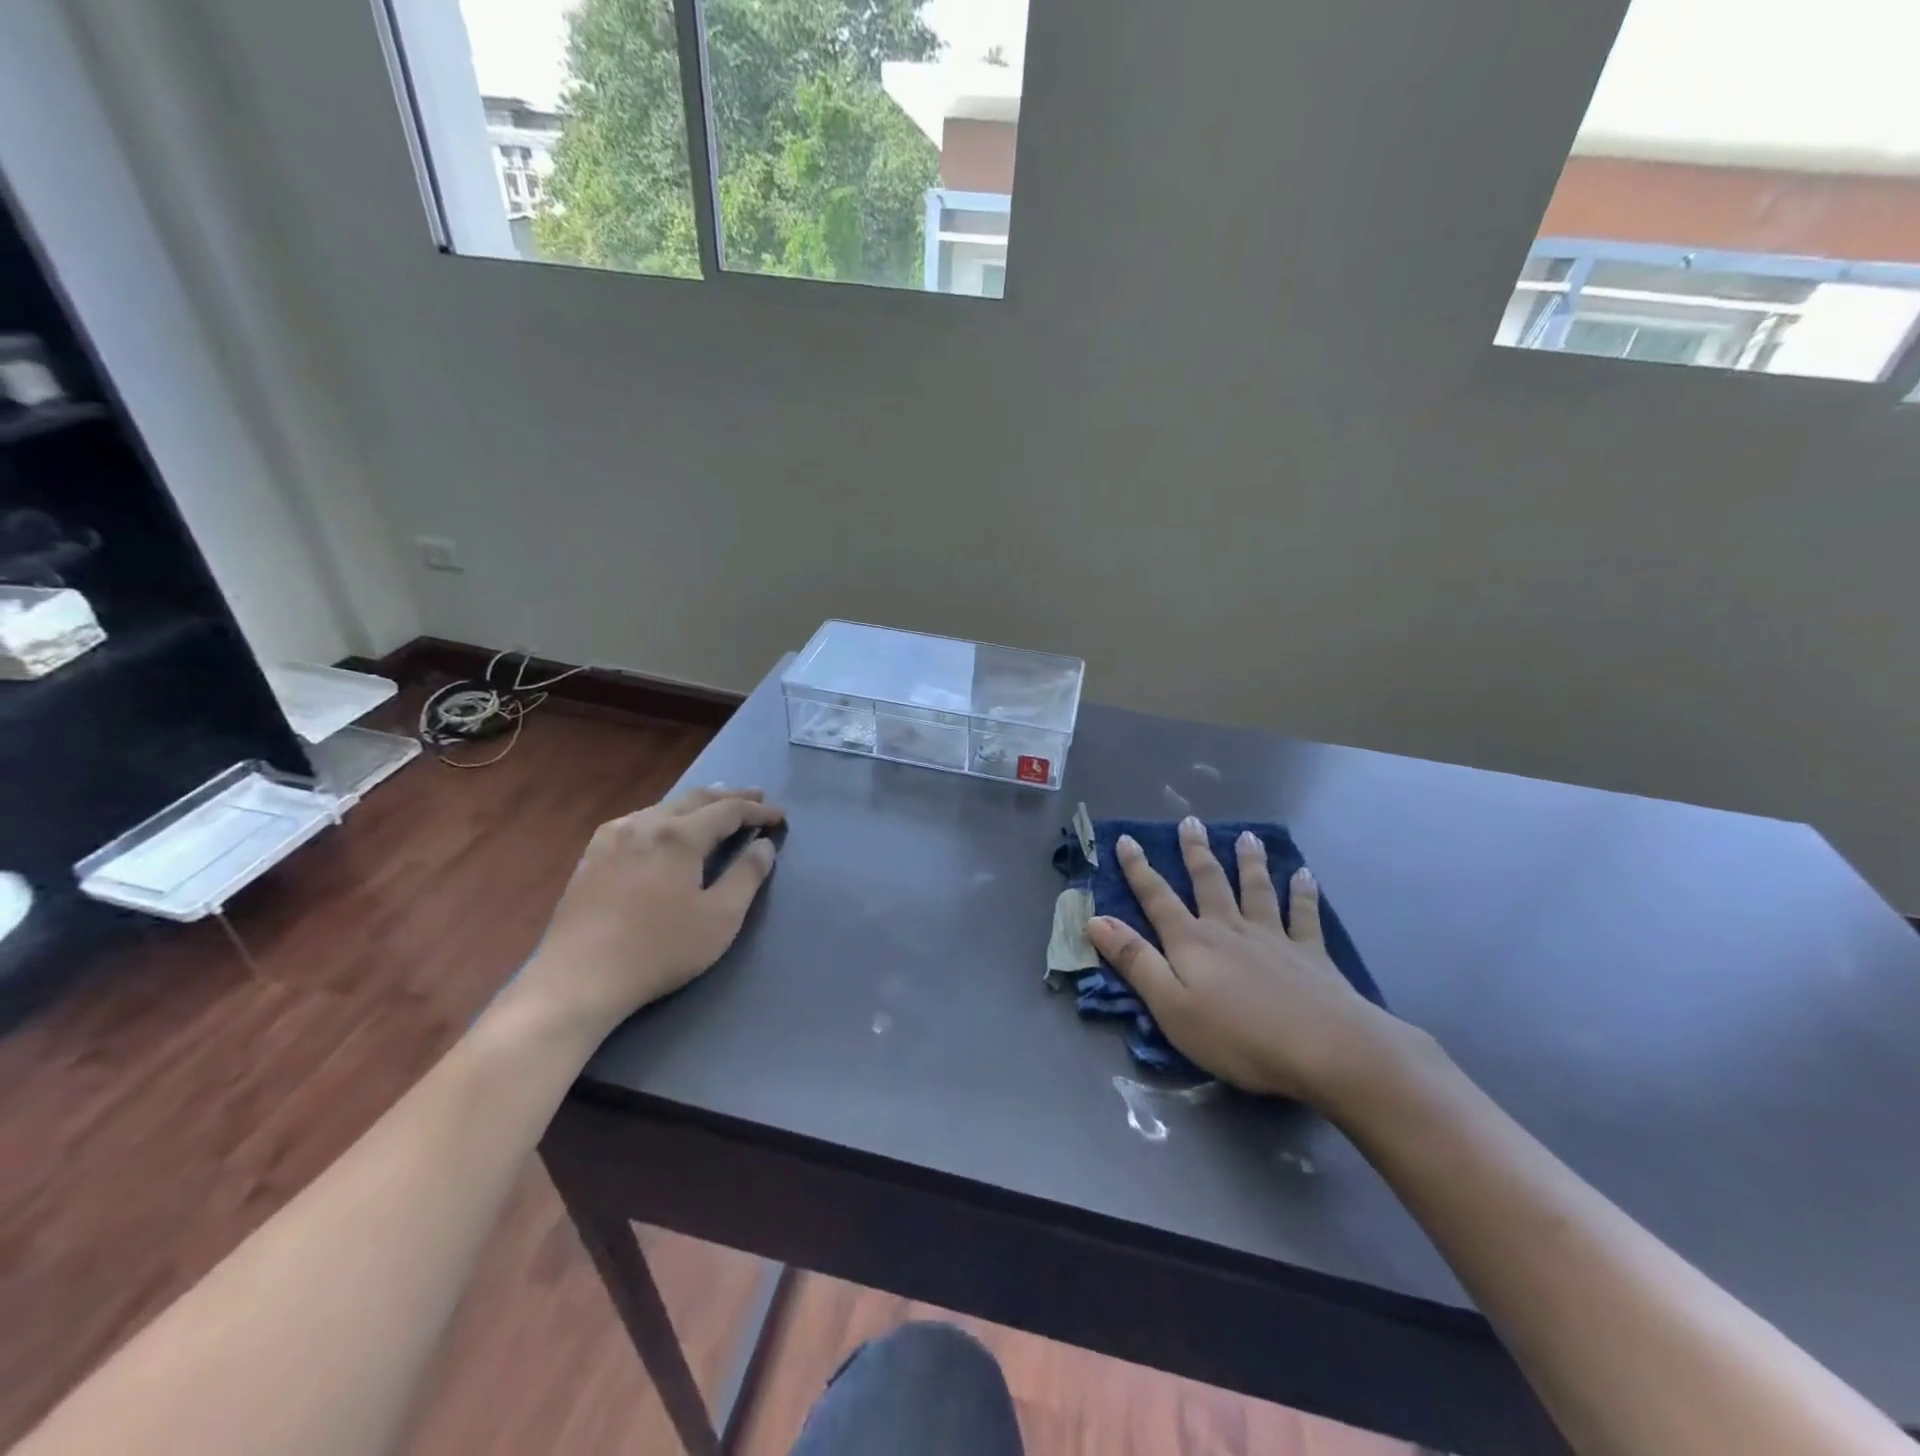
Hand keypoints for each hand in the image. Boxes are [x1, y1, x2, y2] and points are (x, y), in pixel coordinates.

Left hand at [517, 787, 784, 1040]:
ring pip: (664, 806)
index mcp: (678, 835)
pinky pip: (639, 820)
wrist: (579, 980)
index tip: (780, 816)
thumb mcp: (720, 917)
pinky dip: (666, 816)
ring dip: (697, 804)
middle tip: (757, 797)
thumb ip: (747, 875)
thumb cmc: (659, 949)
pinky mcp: (592, 855)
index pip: (728, 811)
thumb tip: (763, 845)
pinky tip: (667, 828)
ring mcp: (612, 837)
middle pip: (695, 799)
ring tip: (717, 806)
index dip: (757, 811)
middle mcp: (644, 823)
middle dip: (730, 797)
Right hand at [1084, 817, 1403, 1104]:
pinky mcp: (1310, 954)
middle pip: (1209, 882)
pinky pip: (1304, 914)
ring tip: (1246, 836)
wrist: (1327, 1049)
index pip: (1158, 898)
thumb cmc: (1238, 1036)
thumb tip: (1096, 920)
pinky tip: (1304, 875)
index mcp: (1193, 942)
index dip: (1139, 870)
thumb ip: (1135, 961)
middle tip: (1191, 822)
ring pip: (1256, 888)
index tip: (1126, 840)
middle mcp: (1230, 929)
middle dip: (1196, 852)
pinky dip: (1302, 893)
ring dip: (1248, 861)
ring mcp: (1273, 937)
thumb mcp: (1171, 1006)